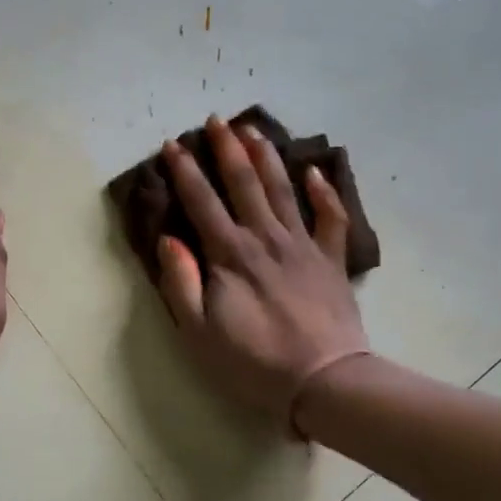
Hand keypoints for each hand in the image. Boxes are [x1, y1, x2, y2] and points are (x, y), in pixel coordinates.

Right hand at [156, 115, 368, 430]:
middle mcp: (266, 238)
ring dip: (267, 157)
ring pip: (284, 189)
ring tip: (255, 130)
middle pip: (244, 183)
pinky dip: (325, 192)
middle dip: (227, 148)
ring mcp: (304, 246)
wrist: (324, 381)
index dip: (184, 171)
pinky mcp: (332, 260)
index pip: (202, 202)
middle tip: (217, 119)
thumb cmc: (254, 362)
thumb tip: (168, 239)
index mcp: (230, 255)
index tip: (172, 145)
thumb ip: (180, 282)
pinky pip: (332, 218)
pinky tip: (316, 171)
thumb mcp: (199, 332)